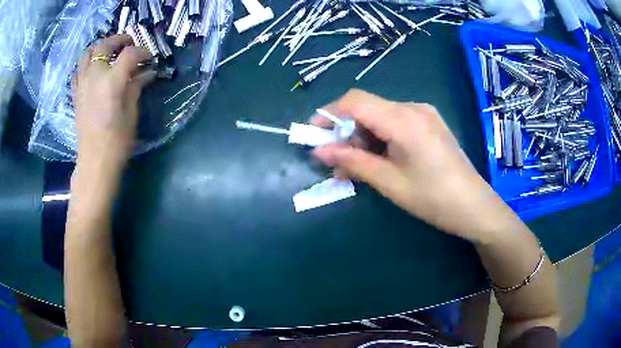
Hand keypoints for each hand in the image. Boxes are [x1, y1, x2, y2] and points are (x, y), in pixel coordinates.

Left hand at [73, 35, 154, 163]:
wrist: (95, 161)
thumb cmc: (117, 140)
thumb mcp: (131, 112)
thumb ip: (136, 87)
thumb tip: (146, 73)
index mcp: (111, 81)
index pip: (129, 54)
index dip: (142, 52)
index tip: (148, 59)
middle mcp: (94, 77)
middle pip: (104, 46)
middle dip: (119, 40)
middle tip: (128, 43)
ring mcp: (82, 85)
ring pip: (87, 54)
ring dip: (99, 48)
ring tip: (108, 52)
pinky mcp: (76, 95)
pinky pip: (78, 71)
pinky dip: (86, 64)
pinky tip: (93, 69)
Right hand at [312, 89, 518, 242]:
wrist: (474, 206)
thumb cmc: (433, 199)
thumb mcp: (389, 182)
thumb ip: (352, 162)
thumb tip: (319, 151)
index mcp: (403, 119)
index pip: (354, 101)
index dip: (329, 115)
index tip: (314, 137)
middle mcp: (413, 107)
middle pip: (366, 108)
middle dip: (346, 132)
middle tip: (337, 162)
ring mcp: (423, 113)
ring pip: (379, 116)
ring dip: (362, 137)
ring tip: (357, 167)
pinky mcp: (429, 123)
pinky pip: (395, 122)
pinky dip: (380, 138)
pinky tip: (379, 159)